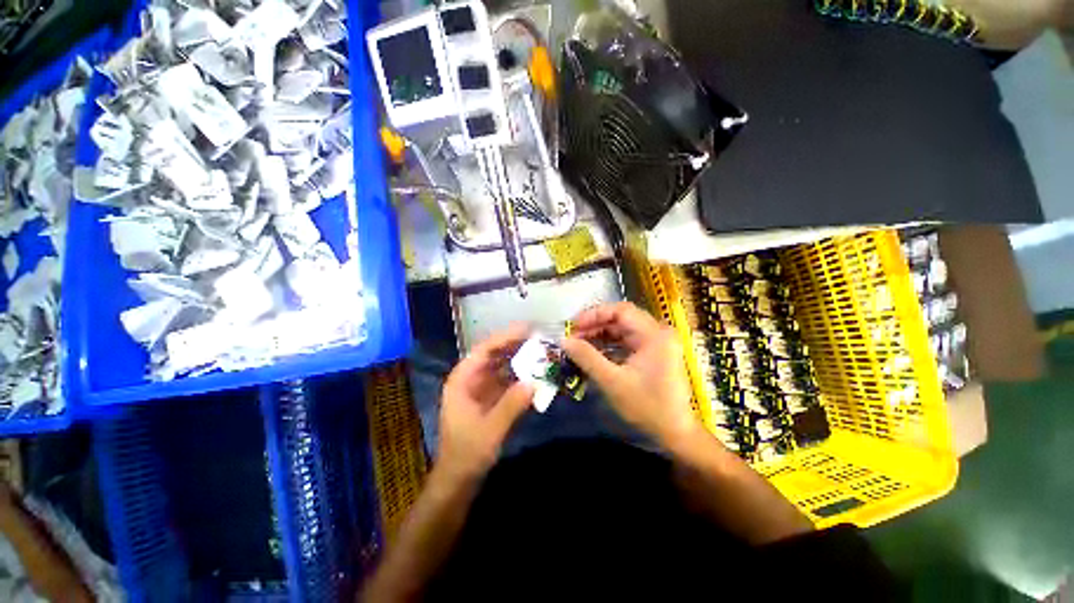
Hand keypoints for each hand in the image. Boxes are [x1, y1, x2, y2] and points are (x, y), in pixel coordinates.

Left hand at [438, 324, 534, 481]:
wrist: (458, 480)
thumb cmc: (466, 454)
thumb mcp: (489, 430)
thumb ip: (511, 405)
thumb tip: (533, 382)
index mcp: (462, 379)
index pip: (484, 349)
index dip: (505, 337)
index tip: (527, 330)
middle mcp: (471, 379)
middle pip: (494, 354)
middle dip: (516, 346)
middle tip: (540, 339)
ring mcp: (481, 389)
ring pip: (502, 366)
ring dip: (520, 360)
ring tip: (542, 353)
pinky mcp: (490, 399)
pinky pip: (507, 381)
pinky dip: (521, 377)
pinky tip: (536, 375)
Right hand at [562, 302, 699, 446]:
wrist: (675, 433)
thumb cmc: (647, 406)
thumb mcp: (612, 381)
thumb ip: (587, 358)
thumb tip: (564, 340)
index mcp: (654, 334)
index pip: (620, 310)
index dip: (594, 314)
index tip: (574, 326)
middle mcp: (658, 332)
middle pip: (621, 319)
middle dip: (595, 325)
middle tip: (573, 336)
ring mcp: (656, 343)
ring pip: (622, 330)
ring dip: (600, 335)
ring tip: (579, 345)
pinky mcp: (653, 353)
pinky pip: (627, 341)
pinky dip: (609, 345)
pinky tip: (593, 353)